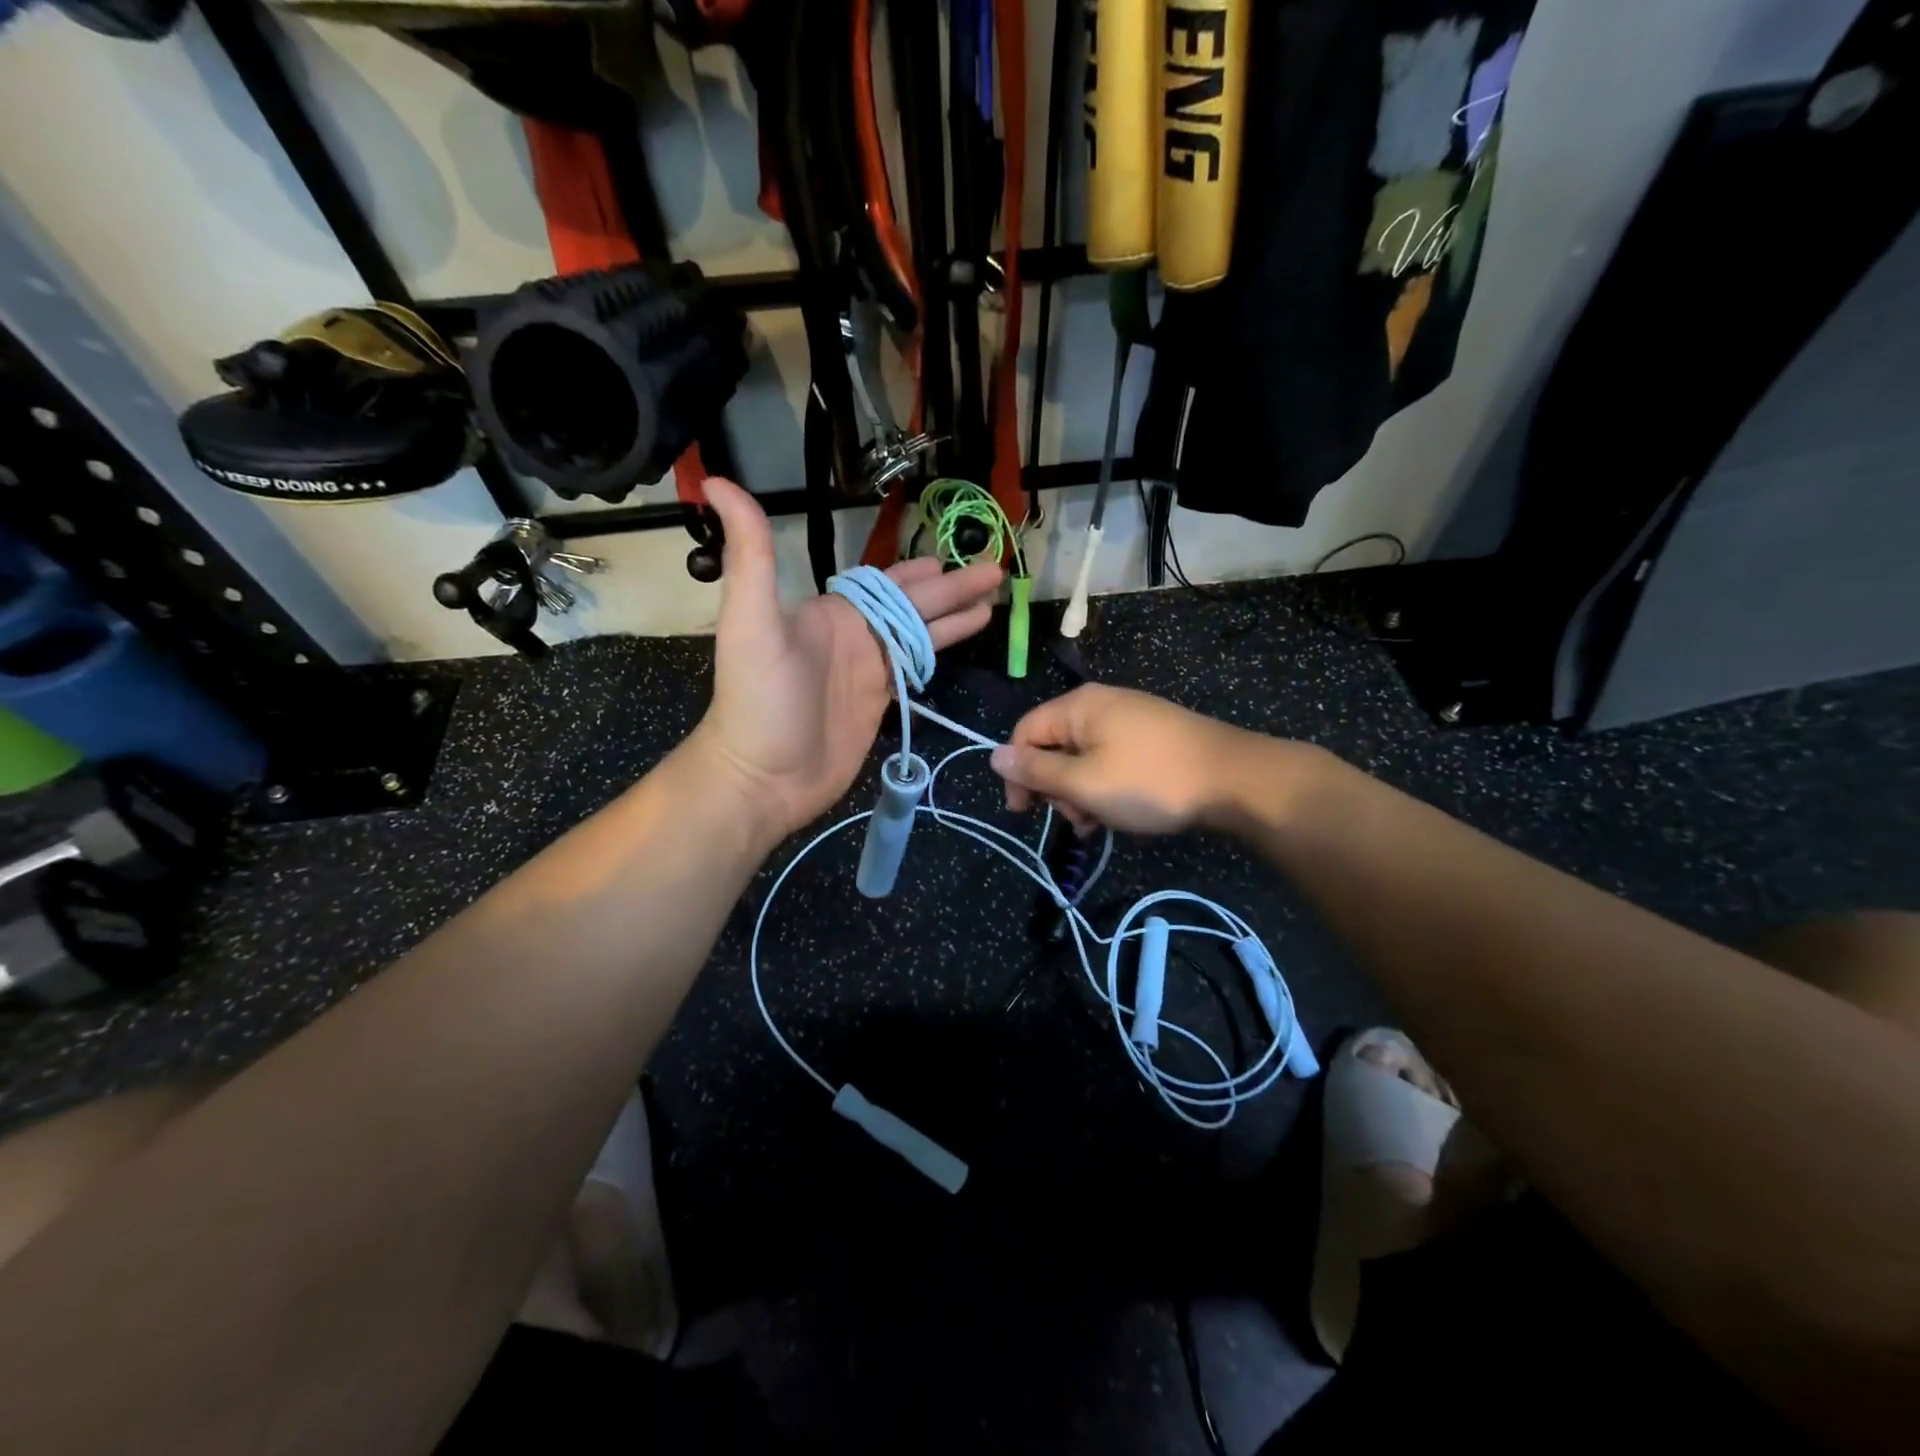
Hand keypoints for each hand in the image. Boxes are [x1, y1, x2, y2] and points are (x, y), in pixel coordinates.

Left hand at [690, 478, 1001, 839]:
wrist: (763, 777)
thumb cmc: (759, 700)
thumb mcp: (751, 621)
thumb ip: (752, 554)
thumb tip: (718, 481)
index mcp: (832, 612)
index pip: (885, 583)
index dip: (919, 571)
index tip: (949, 557)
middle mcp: (854, 636)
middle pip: (913, 606)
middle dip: (953, 589)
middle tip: (995, 571)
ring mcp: (868, 671)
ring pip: (920, 635)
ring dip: (954, 618)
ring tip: (992, 603)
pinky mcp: (878, 704)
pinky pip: (915, 670)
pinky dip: (939, 653)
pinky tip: (961, 643)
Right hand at [990, 684, 1274, 835]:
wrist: (1235, 780)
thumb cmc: (1150, 781)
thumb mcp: (1084, 783)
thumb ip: (1036, 771)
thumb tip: (993, 756)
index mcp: (1079, 706)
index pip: (1025, 733)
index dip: (1018, 773)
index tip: (1025, 812)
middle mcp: (1101, 704)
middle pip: (1054, 746)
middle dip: (1056, 787)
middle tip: (1076, 819)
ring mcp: (1130, 720)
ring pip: (1084, 758)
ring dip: (1082, 794)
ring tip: (1101, 822)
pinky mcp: (1152, 738)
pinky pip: (1111, 761)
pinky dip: (1107, 787)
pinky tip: (1120, 813)